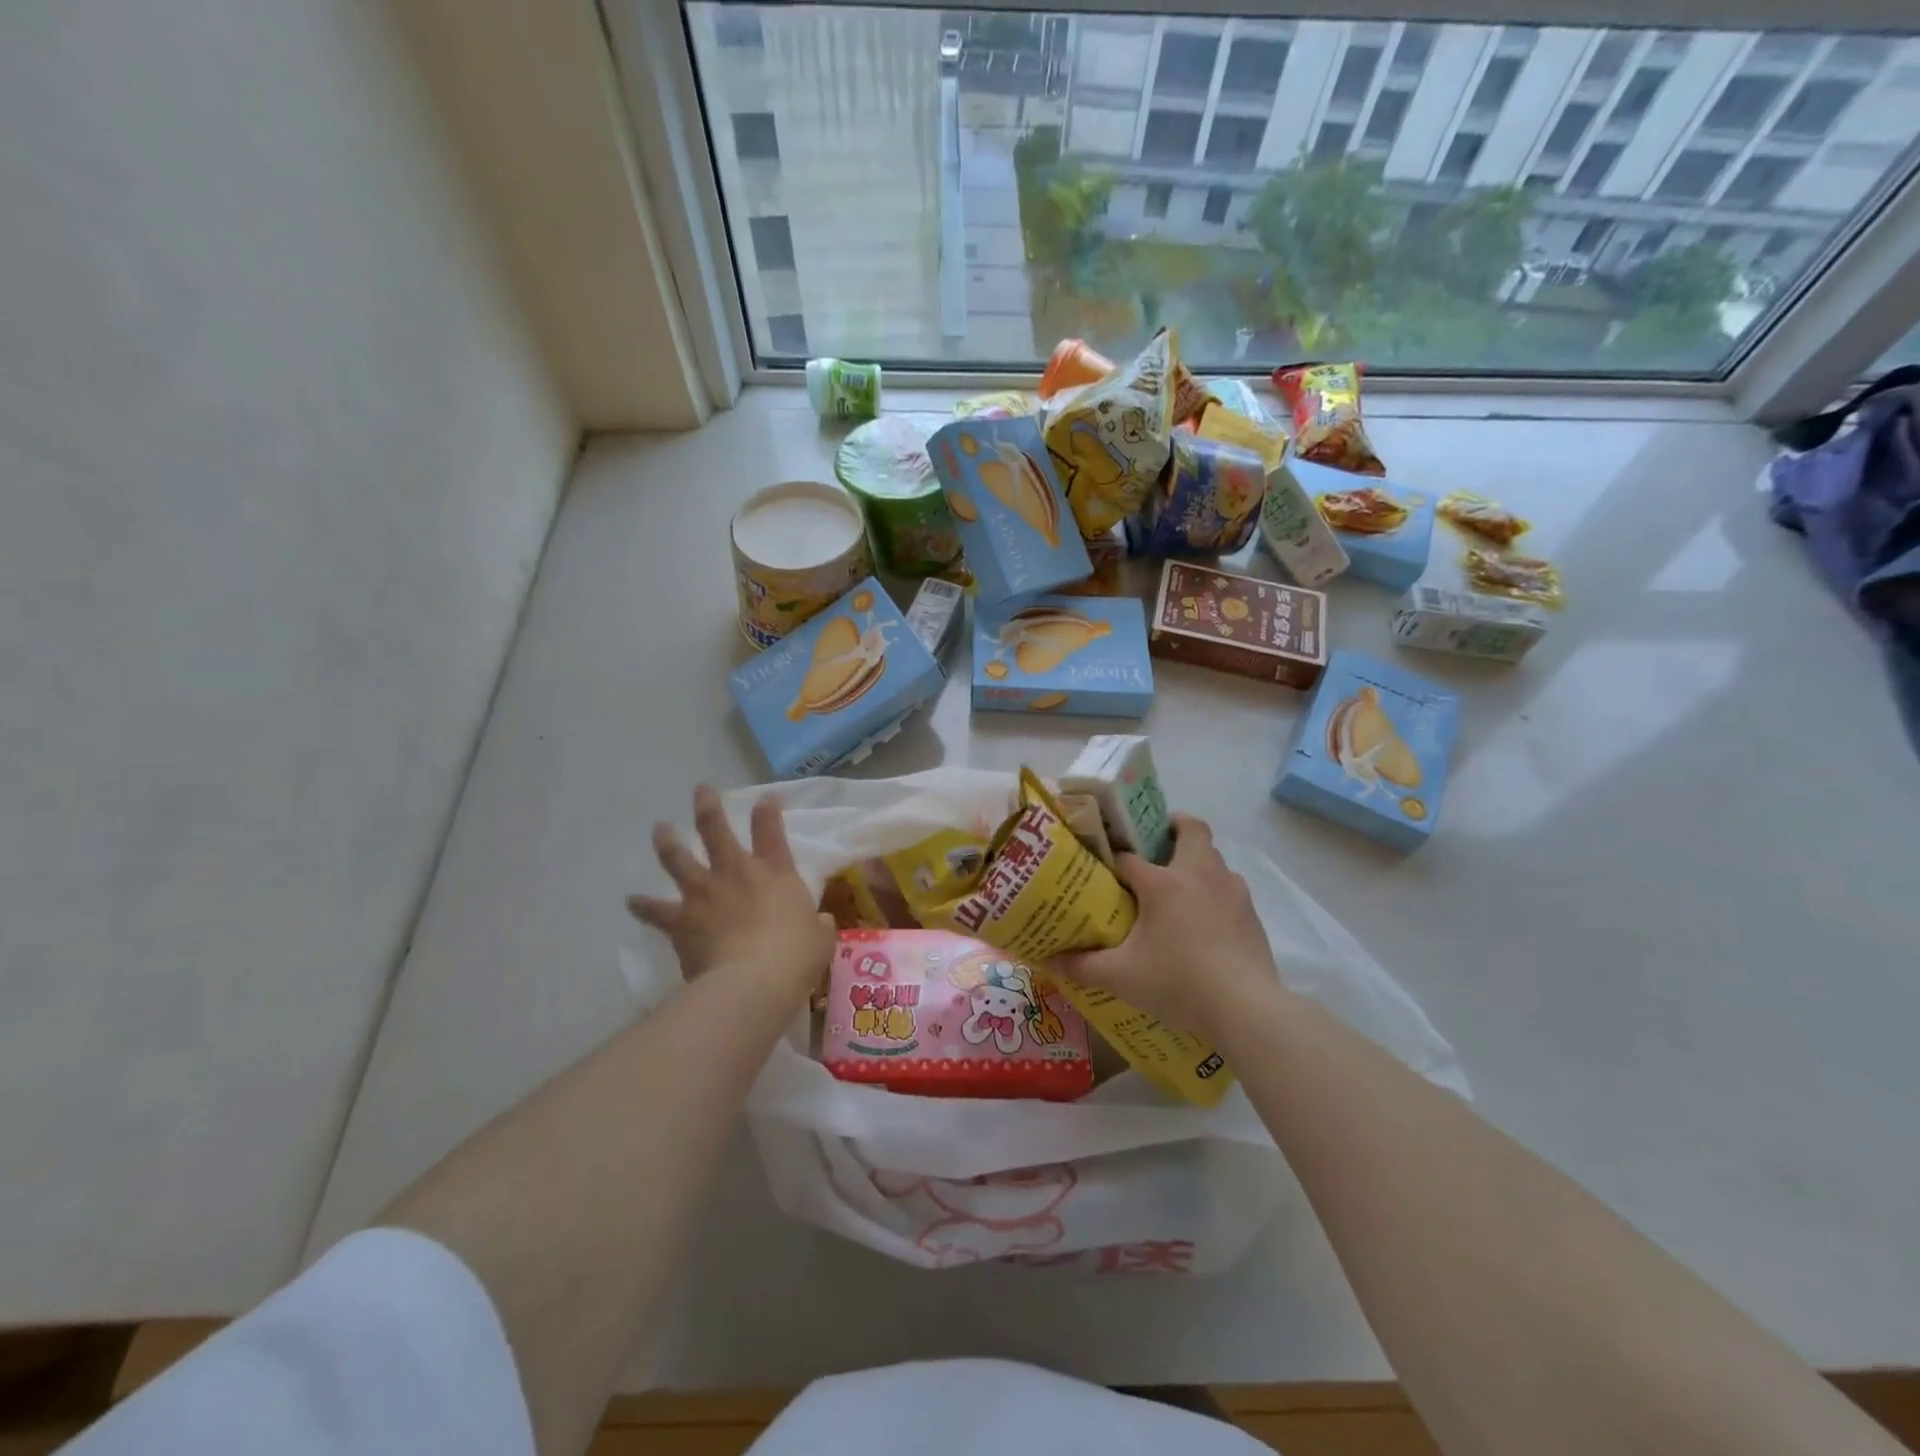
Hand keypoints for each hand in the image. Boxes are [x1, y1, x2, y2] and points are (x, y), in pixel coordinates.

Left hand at [627, 785, 834, 999]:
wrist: (752, 982)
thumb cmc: (795, 957)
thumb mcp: (820, 938)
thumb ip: (818, 926)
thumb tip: (819, 924)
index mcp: (775, 873)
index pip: (771, 831)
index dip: (768, 811)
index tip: (766, 799)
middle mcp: (736, 873)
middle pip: (716, 830)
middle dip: (708, 808)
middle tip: (700, 791)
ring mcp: (704, 894)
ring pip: (679, 859)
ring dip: (668, 842)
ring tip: (660, 829)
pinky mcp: (681, 921)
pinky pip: (656, 911)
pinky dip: (643, 906)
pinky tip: (632, 901)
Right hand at [1054, 814, 1280, 1040]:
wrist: (1246, 1008)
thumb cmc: (1177, 982)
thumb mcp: (1120, 977)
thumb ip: (1082, 966)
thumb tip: (1049, 960)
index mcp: (1162, 882)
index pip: (1127, 858)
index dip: (1111, 861)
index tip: (1101, 871)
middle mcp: (1198, 874)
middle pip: (1190, 828)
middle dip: (1172, 827)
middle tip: (1155, 844)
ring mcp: (1230, 890)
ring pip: (1213, 857)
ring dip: (1196, 861)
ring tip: (1178, 888)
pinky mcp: (1251, 912)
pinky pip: (1229, 887)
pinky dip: (1215, 891)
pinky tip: (1205, 921)